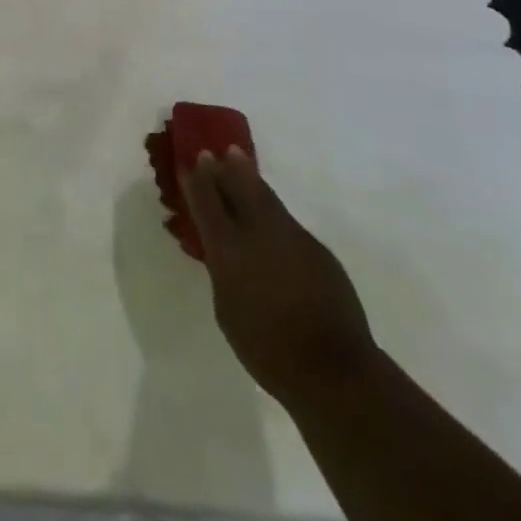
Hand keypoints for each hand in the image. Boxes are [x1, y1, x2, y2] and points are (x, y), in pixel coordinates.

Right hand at [178, 148, 376, 403]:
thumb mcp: (226, 308)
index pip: (206, 203)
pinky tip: (269, 218)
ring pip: (266, 197)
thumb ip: (222, 271)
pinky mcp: (317, 249)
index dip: (196, 180)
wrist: (332, 369)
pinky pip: (287, 222)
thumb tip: (223, 252)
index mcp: (228, 249)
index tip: (188, 160)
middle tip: (216, 151)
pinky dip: (272, 211)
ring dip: (249, 178)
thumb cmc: (266, 349)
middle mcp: (258, 232)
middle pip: (239, 187)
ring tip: (238, 160)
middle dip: (224, 168)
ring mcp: (292, 237)